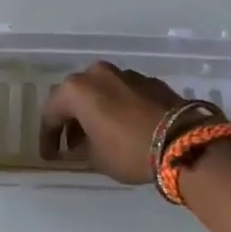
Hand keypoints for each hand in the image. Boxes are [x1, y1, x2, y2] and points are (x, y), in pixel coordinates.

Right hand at [38, 61, 185, 183]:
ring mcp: (126, 74)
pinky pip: (122, 93)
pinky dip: (116, 108)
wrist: (182, 141)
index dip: (47, 137)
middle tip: (71, 145)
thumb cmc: (128, 150)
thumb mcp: (96, 157)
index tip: (50, 156)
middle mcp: (98, 74)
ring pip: (100, 92)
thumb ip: (80, 148)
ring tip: (97, 137)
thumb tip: (78, 144)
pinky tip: (122, 128)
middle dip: (71, 120)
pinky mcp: (150, 81)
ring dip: (94, 112)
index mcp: (77, 89)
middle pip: (75, 96)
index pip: (51, 113)